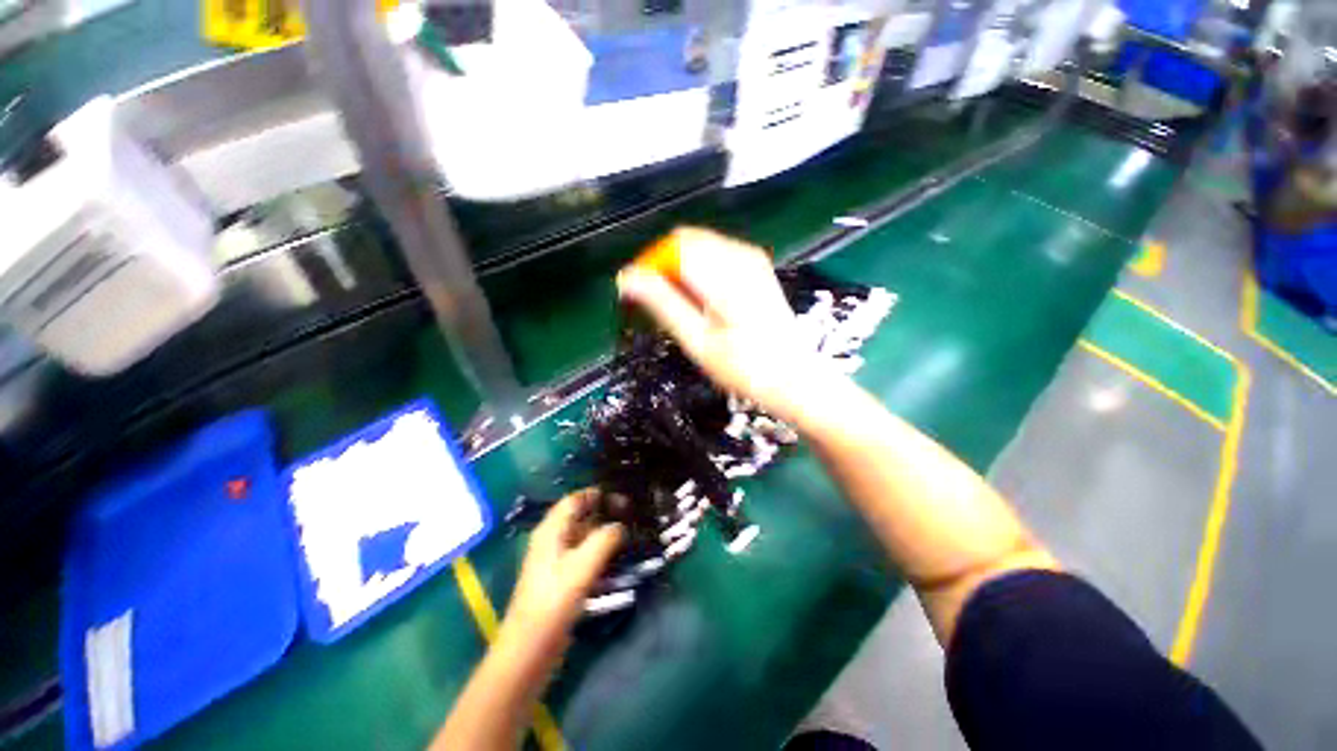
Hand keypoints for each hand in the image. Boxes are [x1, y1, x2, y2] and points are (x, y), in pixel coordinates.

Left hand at [501, 490, 623, 650]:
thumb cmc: (553, 602)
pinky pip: (584, 557)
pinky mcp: (561, 581)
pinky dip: (600, 553)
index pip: (575, 499)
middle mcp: (552, 541)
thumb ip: (604, 539)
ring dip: (604, 534)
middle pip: (580, 516)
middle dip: (604, 513)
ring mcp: (556, 562)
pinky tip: (617, 559)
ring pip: (583, 538)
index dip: (598, 494)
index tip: (623, 496)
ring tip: (630, 534)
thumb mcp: (582, 566)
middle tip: (632, 515)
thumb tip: (620, 526)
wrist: (529, 650)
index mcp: (551, 530)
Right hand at [616, 227, 836, 423]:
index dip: (652, 267)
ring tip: (689, 309)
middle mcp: (740, 256)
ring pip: (699, 246)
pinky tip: (707, 302)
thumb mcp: (696, 340)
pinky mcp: (756, 265)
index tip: (644, 296)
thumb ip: (662, 303)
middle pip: (686, 241)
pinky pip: (716, 253)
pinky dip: (701, 271)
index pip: (674, 247)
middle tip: (666, 306)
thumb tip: (626, 278)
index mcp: (724, 274)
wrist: (791, 375)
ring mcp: (751, 258)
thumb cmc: (743, 366)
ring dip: (683, 271)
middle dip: (667, 268)